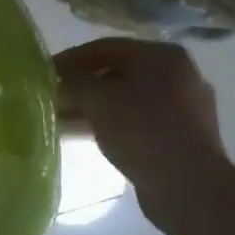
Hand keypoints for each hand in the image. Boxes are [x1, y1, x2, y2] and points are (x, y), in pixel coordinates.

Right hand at [54, 39, 229, 227]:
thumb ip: (72, 85)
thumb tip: (57, 85)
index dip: (70, 59)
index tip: (45, 73)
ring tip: (62, 120)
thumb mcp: (96, 99)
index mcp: (161, 55)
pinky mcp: (183, 137)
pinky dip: (112, 124)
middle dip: (82, 86)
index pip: (105, 47)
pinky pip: (138, 122)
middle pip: (117, 73)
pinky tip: (87, 137)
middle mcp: (177, 74)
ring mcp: (184, 107)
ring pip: (126, 100)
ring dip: (94, 108)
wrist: (189, 186)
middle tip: (53, 98)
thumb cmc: (141, 129)